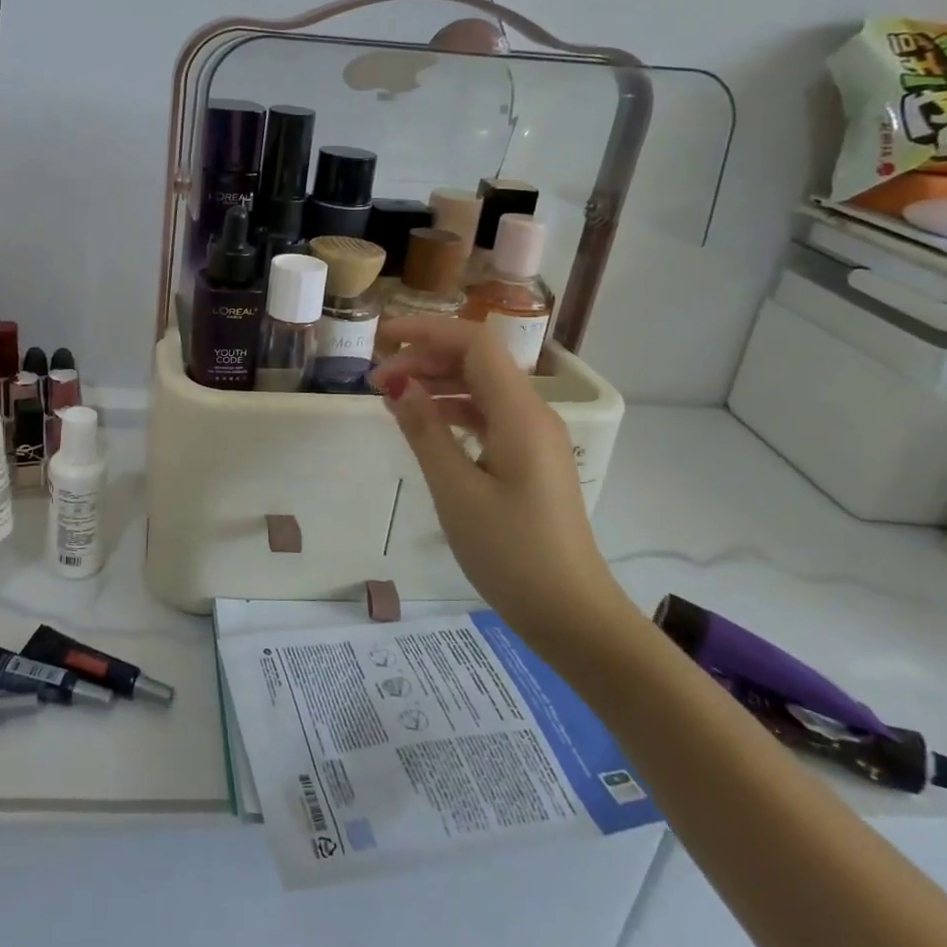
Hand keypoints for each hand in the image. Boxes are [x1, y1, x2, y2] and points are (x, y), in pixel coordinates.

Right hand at [370, 318, 630, 650]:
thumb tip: (398, 384)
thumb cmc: (512, 553)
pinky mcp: (528, 460)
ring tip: (390, 399)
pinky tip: (423, 425)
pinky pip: (487, 417)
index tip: (380, 341)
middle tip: (375, 380)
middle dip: (425, 358)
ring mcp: (532, 438)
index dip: (426, 332)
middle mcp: (532, 415)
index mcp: (521, 415)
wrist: (571, 614)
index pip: (475, 345)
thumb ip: (426, 431)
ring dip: (436, 384)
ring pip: (481, 389)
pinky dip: (452, 411)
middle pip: (477, 362)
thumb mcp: (457, 491)